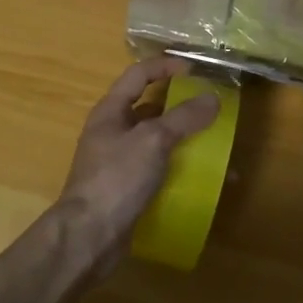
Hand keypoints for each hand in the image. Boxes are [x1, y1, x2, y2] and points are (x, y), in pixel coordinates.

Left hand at [58, 56, 220, 262]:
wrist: (88, 237)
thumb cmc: (116, 178)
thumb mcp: (153, 140)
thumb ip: (183, 117)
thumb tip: (212, 99)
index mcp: (111, 111)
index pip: (138, 74)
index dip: (165, 66)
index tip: (195, 70)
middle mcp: (112, 132)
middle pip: (149, 108)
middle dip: (180, 107)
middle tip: (210, 109)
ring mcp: (118, 163)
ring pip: (156, 142)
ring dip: (183, 141)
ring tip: (213, 146)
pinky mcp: (126, 190)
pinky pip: (157, 171)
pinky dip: (179, 171)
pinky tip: (201, 182)